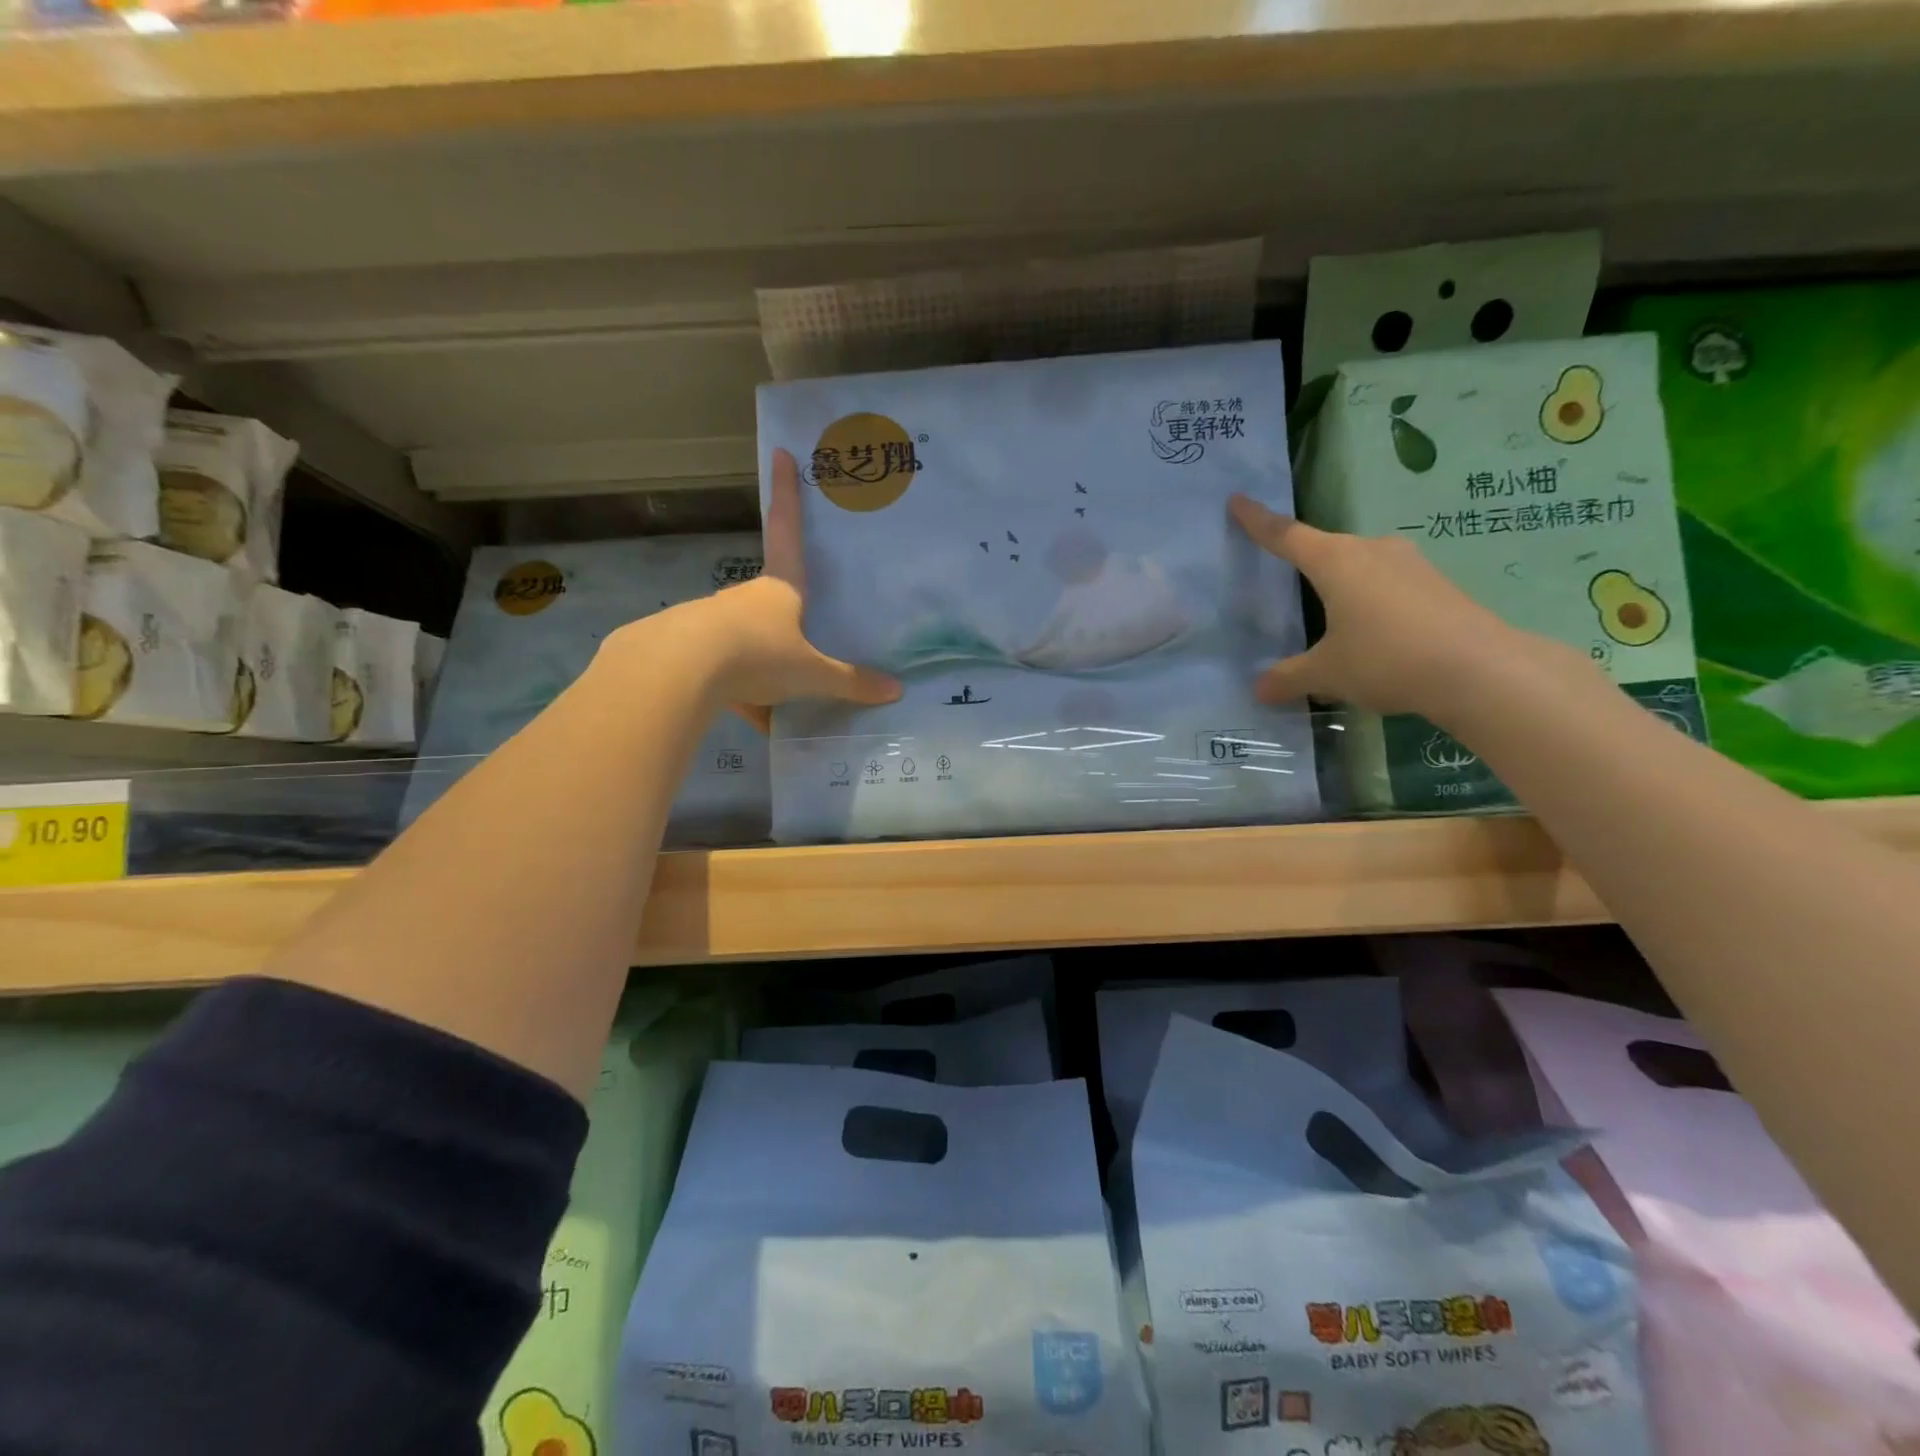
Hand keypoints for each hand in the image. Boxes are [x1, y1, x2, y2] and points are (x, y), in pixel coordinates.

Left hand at [619, 448, 899, 731]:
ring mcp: (712, 621)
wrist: (678, 670)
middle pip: (770, 601)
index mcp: (780, 587)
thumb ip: (849, 683)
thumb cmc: (758, 653)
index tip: (780, 452)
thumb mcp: (810, 673)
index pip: (788, 530)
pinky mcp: (686, 648)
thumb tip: (895, 691)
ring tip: (777, 704)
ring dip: (760, 669)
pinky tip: (748, 719)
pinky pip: (721, 672)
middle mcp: (745, 597)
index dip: (788, 492)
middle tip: (801, 650)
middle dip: (784, 623)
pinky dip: (736, 695)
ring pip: (745, 642)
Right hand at [1228, 495, 1583, 725]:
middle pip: (1325, 548)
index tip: (1237, 501)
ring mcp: (1409, 565)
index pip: (1286, 535)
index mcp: (1336, 561)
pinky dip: (1368, 600)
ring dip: (1339, 583)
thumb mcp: (1327, 673)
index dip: (1258, 521)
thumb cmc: (1387, 658)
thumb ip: (1289, 677)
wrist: (1481, 669)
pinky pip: (1386, 584)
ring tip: (1325, 612)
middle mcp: (1372, 551)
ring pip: (1359, 566)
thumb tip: (1259, 689)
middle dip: (1302, 558)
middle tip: (1280, 569)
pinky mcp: (1435, 585)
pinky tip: (1368, 630)